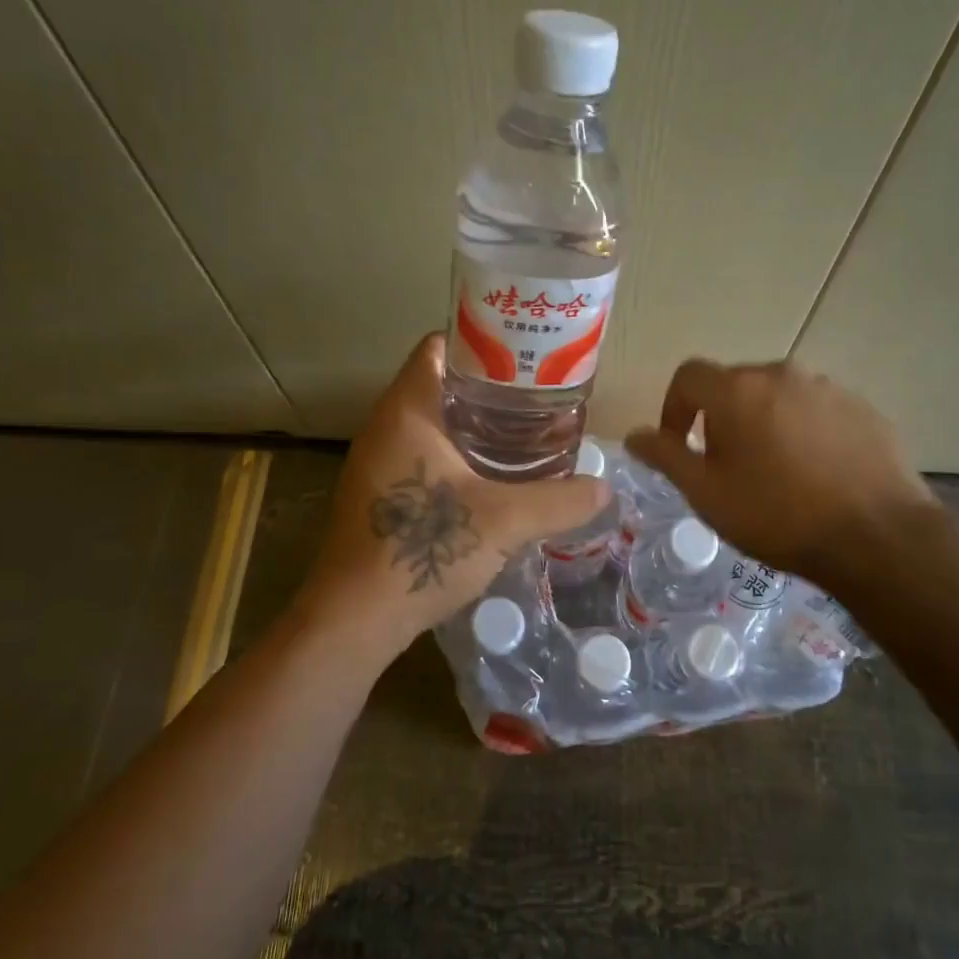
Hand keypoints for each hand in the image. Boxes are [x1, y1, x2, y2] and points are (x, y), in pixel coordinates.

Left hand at [291, 333, 610, 665]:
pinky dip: (454, 455)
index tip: (524, 355)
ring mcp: (375, 461)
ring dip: (471, 424)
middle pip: (439, 383)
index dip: (482, 340)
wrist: (354, 617)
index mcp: (407, 410)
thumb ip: (559, 501)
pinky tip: (488, 478)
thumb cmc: (424, 548)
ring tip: (522, 434)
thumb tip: (604, 489)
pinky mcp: (376, 494)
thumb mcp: (504, 521)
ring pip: (430, 422)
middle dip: (487, 387)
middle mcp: (384, 426)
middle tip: (537, 397)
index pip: (439, 346)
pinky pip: (419, 455)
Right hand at [624, 358, 937, 591]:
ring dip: (764, 423)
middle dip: (721, 418)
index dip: (674, 407)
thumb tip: (634, 435)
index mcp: (737, 389)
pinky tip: (816, 474)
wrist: (877, 537)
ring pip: (778, 398)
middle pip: (735, 385)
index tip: (680, 445)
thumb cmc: (777, 515)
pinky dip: (804, 432)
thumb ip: (665, 457)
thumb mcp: (706, 493)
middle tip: (727, 466)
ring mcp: (829, 388)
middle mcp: (782, 374)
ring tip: (774, 473)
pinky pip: (817, 411)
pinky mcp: (864, 409)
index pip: (689, 375)